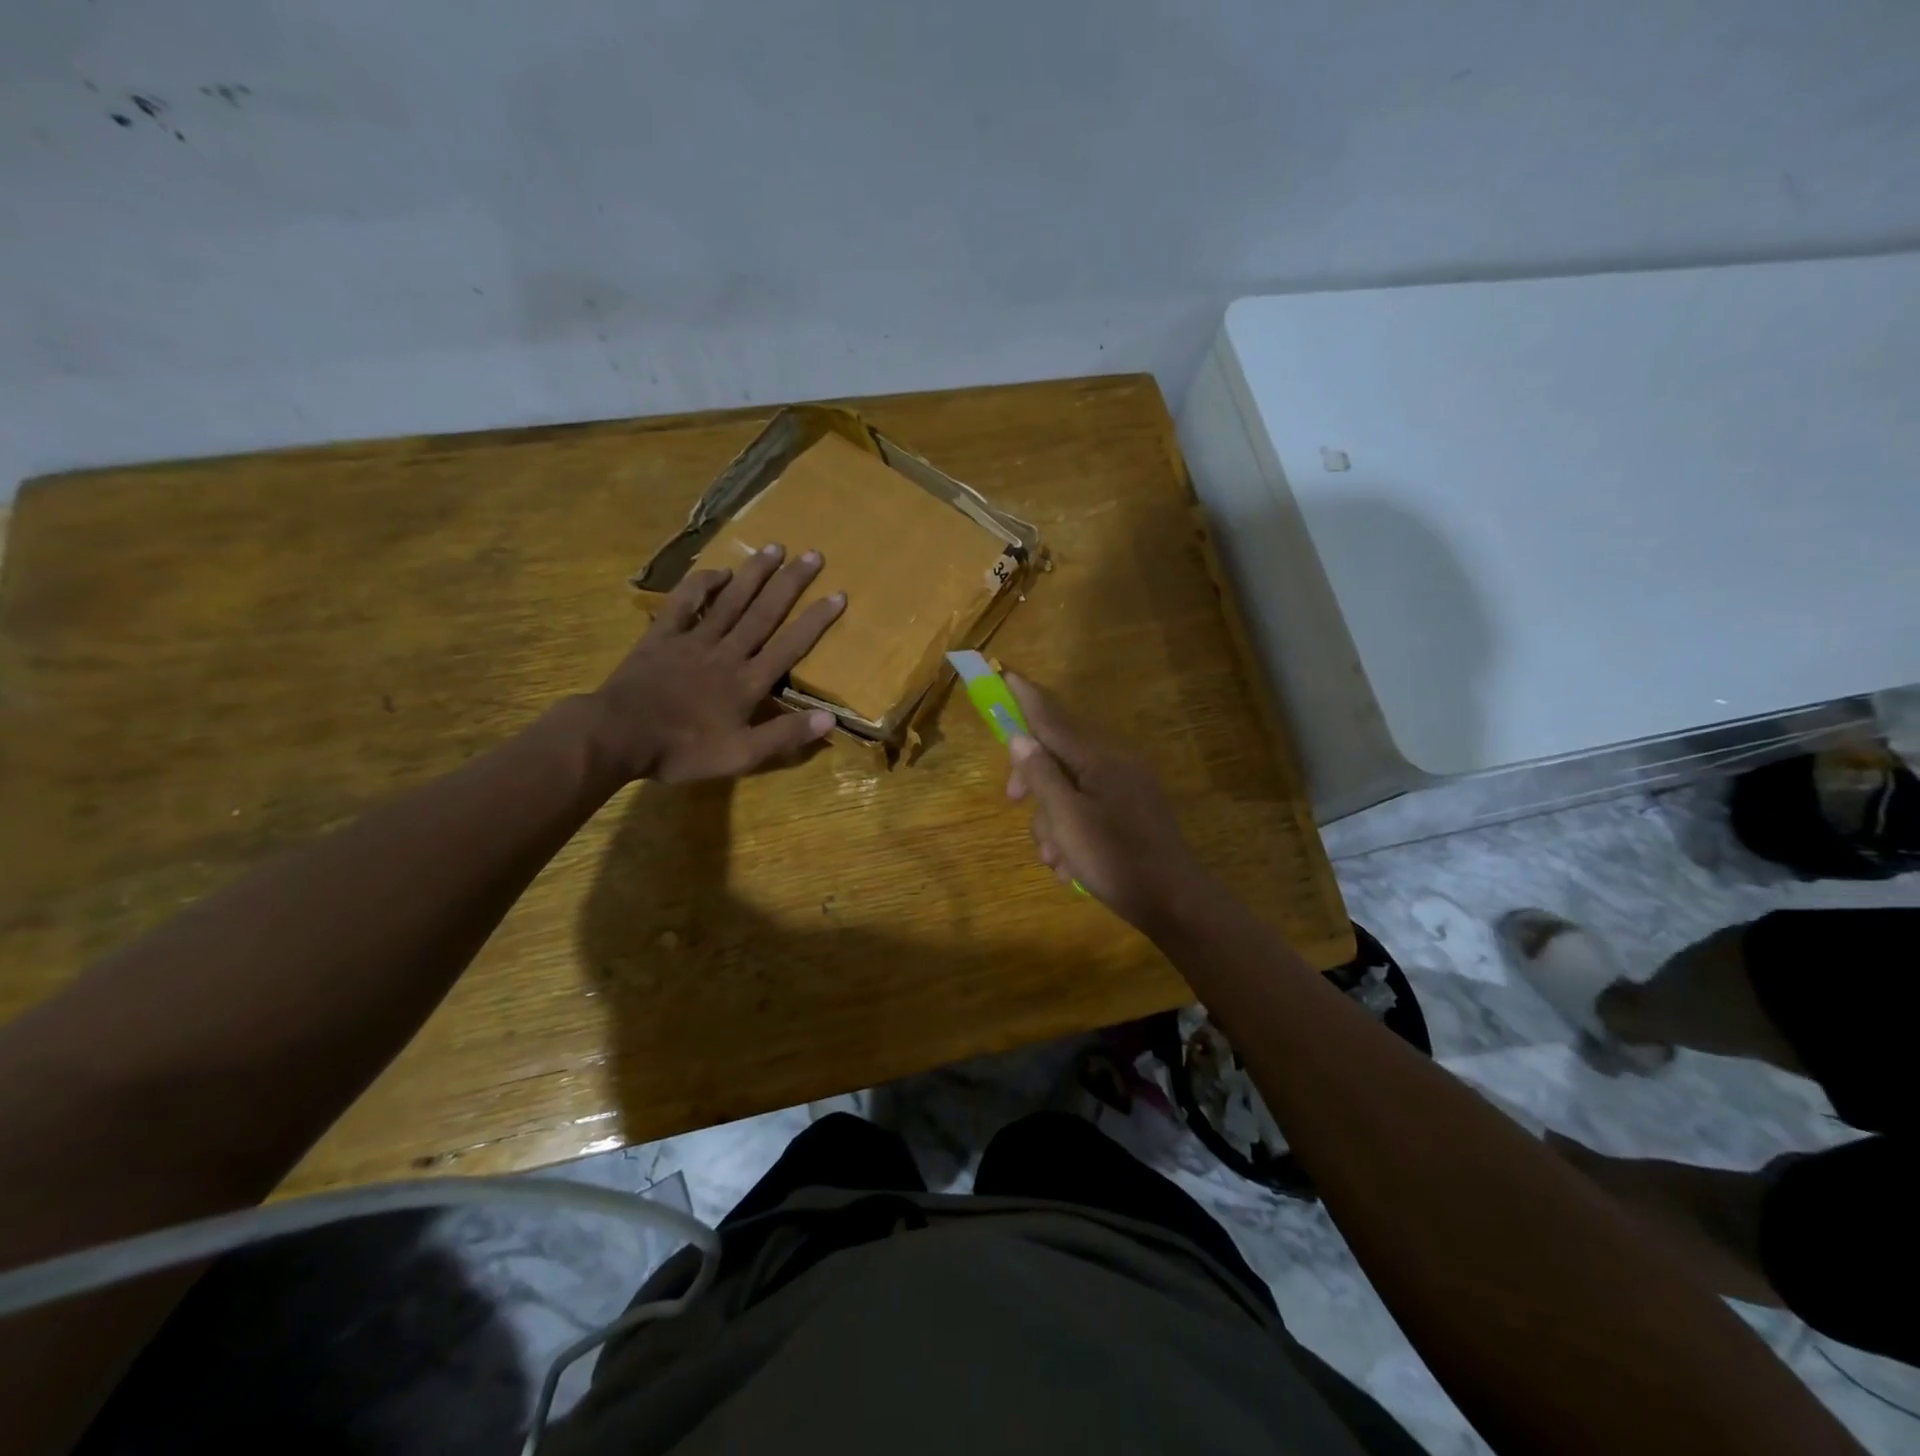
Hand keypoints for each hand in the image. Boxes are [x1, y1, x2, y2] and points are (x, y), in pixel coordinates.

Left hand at [587, 544, 845, 783]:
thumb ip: (784, 735)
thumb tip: (830, 718)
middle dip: (790, 583)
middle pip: (764, 612)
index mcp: (748, 682)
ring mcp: (693, 640)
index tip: (838, 594)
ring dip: (754, 574)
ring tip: (775, 547)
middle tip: (812, 555)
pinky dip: (702, 585)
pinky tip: (719, 571)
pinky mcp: (662, 637)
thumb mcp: (741, 756)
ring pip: (730, 601)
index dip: (815, 620)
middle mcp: (727, 652)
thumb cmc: (683, 750)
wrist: (618, 736)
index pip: (790, 646)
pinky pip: (684, 604)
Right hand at [1003, 672, 1211, 931]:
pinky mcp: (1132, 813)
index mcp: (1099, 759)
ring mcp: (1127, 789)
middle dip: (1033, 784)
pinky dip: (1073, 832)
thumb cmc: (1114, 858)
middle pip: (1057, 758)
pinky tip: (1070, 864)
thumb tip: (1020, 738)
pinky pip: (1089, 809)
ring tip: (1055, 859)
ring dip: (1052, 821)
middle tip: (1013, 805)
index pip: (1053, 719)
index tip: (1006, 672)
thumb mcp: (1067, 819)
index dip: (1027, 699)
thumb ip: (1041, 775)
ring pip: (1069, 790)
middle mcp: (1115, 764)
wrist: (1174, 902)